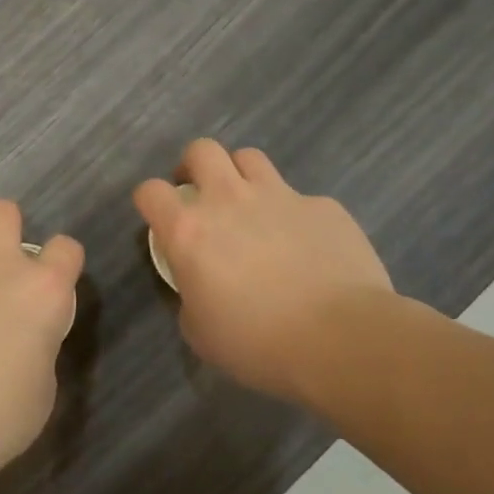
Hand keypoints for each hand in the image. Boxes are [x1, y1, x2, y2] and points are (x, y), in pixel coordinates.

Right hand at [134, 139, 391, 392]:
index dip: (150, 201)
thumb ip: (190, 296)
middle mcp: (228, 200)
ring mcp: (280, 196)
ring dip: (242, 177)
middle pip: (201, 151)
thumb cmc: (258, 343)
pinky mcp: (324, 207)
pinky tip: (308, 247)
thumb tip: (200, 286)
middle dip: (194, 167)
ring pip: (249, 158)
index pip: (150, 191)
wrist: (343, 340)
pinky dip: (295, 215)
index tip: (160, 219)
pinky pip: (301, 199)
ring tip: (251, 208)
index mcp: (189, 231)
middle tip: (202, 196)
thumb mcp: (200, 331)